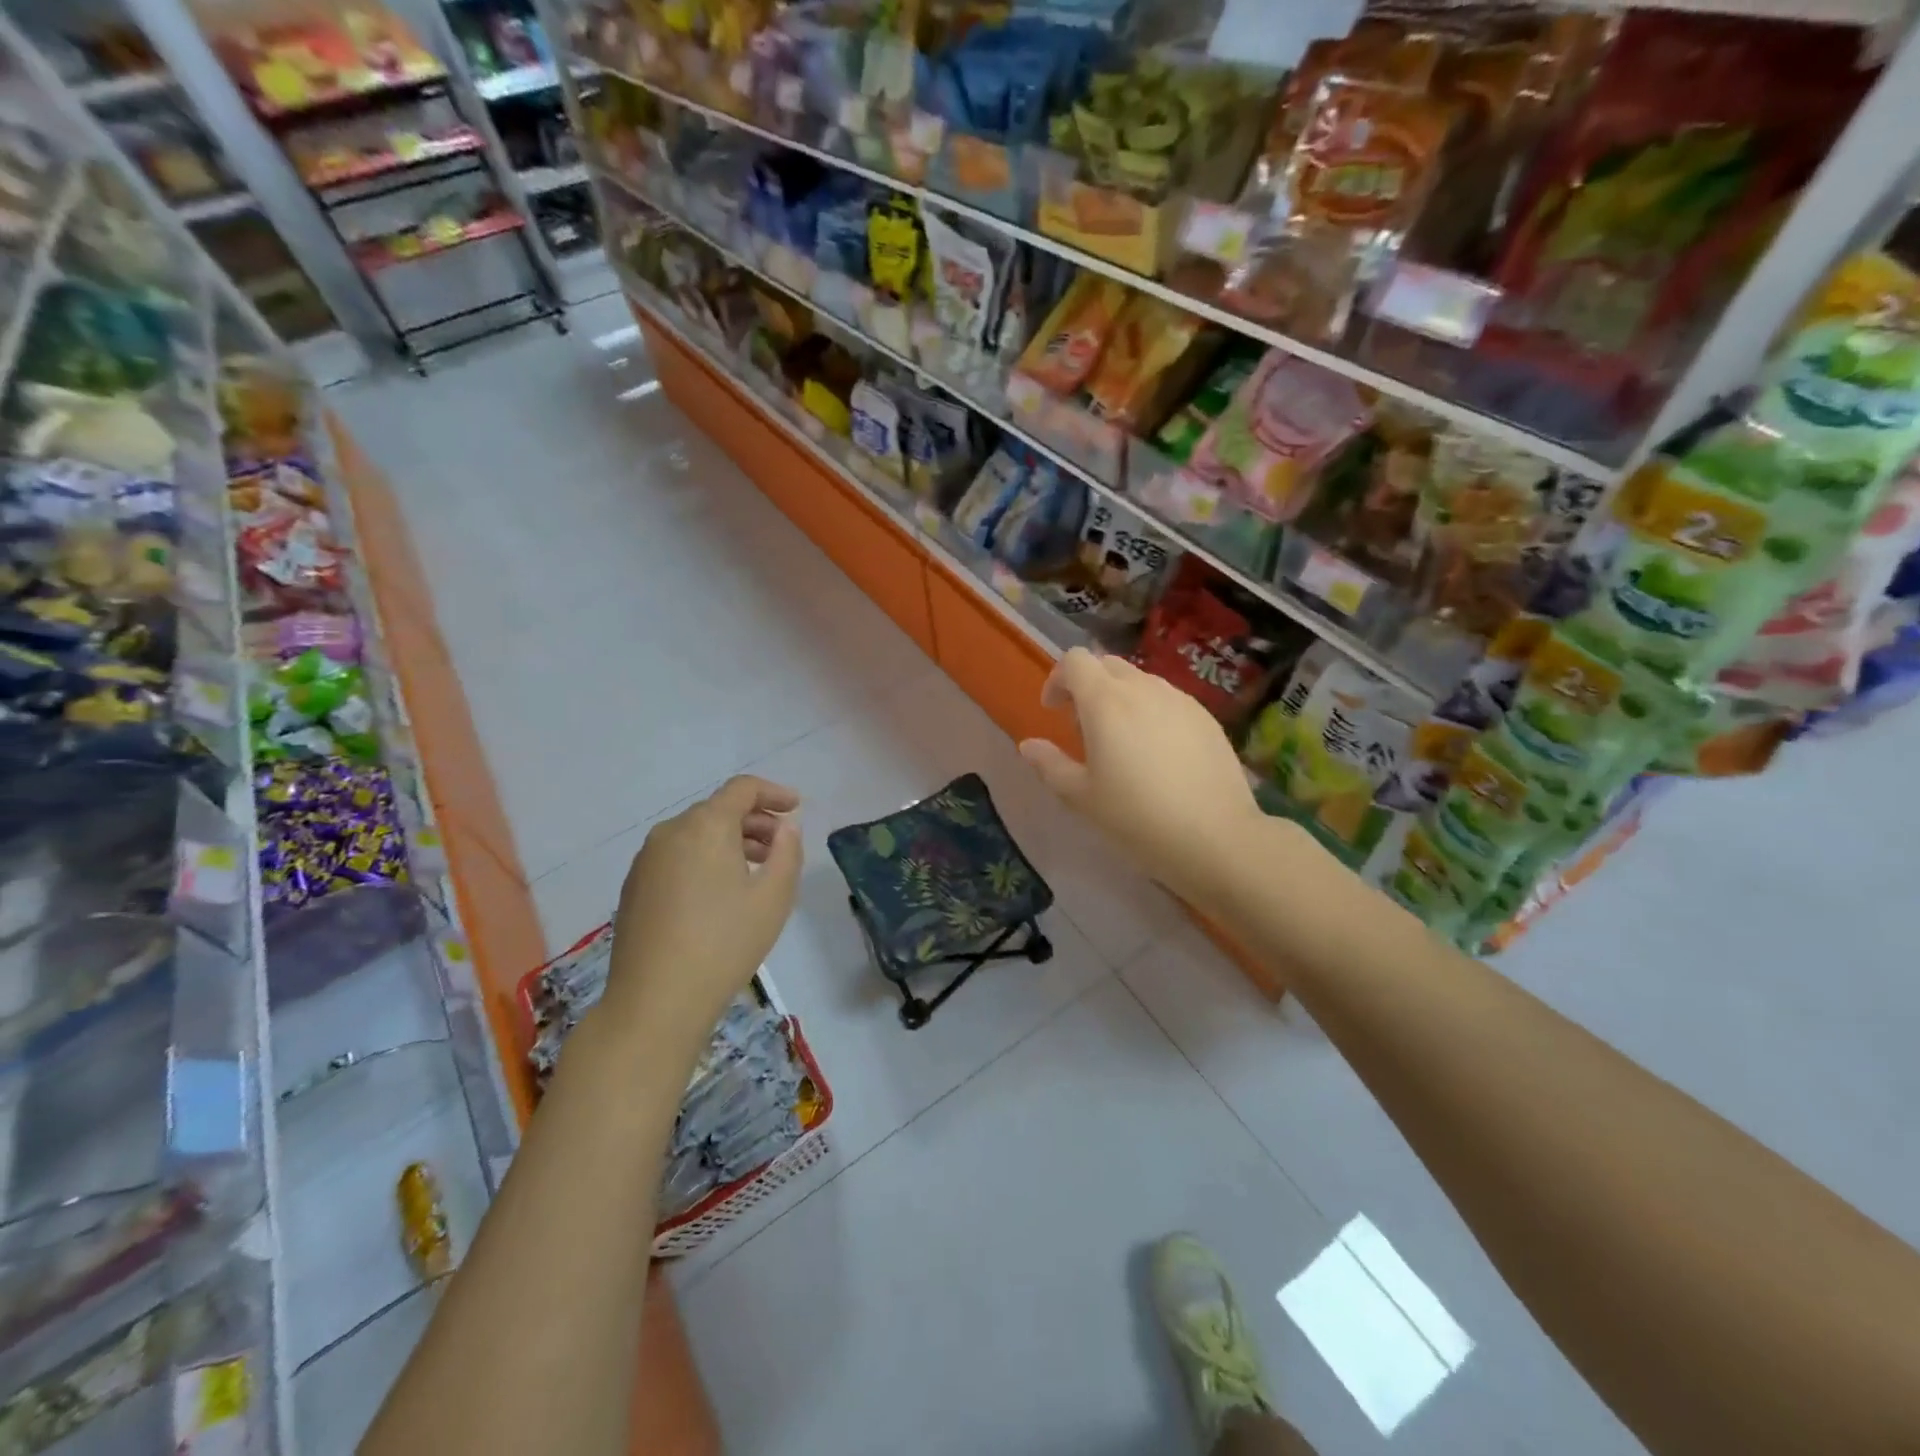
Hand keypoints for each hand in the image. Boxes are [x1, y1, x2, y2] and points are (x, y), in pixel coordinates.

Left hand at [604, 775, 802, 1048]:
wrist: (654, 1001)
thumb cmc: (724, 943)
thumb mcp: (773, 897)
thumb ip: (787, 852)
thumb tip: (784, 828)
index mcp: (705, 826)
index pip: (742, 789)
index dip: (773, 792)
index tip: (796, 808)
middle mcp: (670, 832)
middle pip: (718, 809)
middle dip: (754, 820)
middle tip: (780, 845)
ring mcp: (646, 860)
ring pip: (695, 833)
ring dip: (729, 841)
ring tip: (755, 870)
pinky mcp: (634, 887)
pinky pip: (677, 856)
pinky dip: (704, 858)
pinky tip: (719, 893)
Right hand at [1019, 649, 1266, 906]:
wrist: (1216, 838)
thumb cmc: (1137, 818)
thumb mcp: (1082, 797)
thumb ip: (1050, 765)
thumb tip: (1028, 745)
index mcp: (1106, 702)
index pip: (1075, 661)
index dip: (1058, 679)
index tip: (1053, 712)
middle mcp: (1143, 688)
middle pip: (1107, 665)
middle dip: (1088, 687)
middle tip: (1085, 731)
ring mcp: (1180, 700)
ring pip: (1140, 681)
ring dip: (1120, 699)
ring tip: (1122, 744)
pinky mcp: (1206, 717)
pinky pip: (1168, 700)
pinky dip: (1151, 712)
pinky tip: (1158, 754)